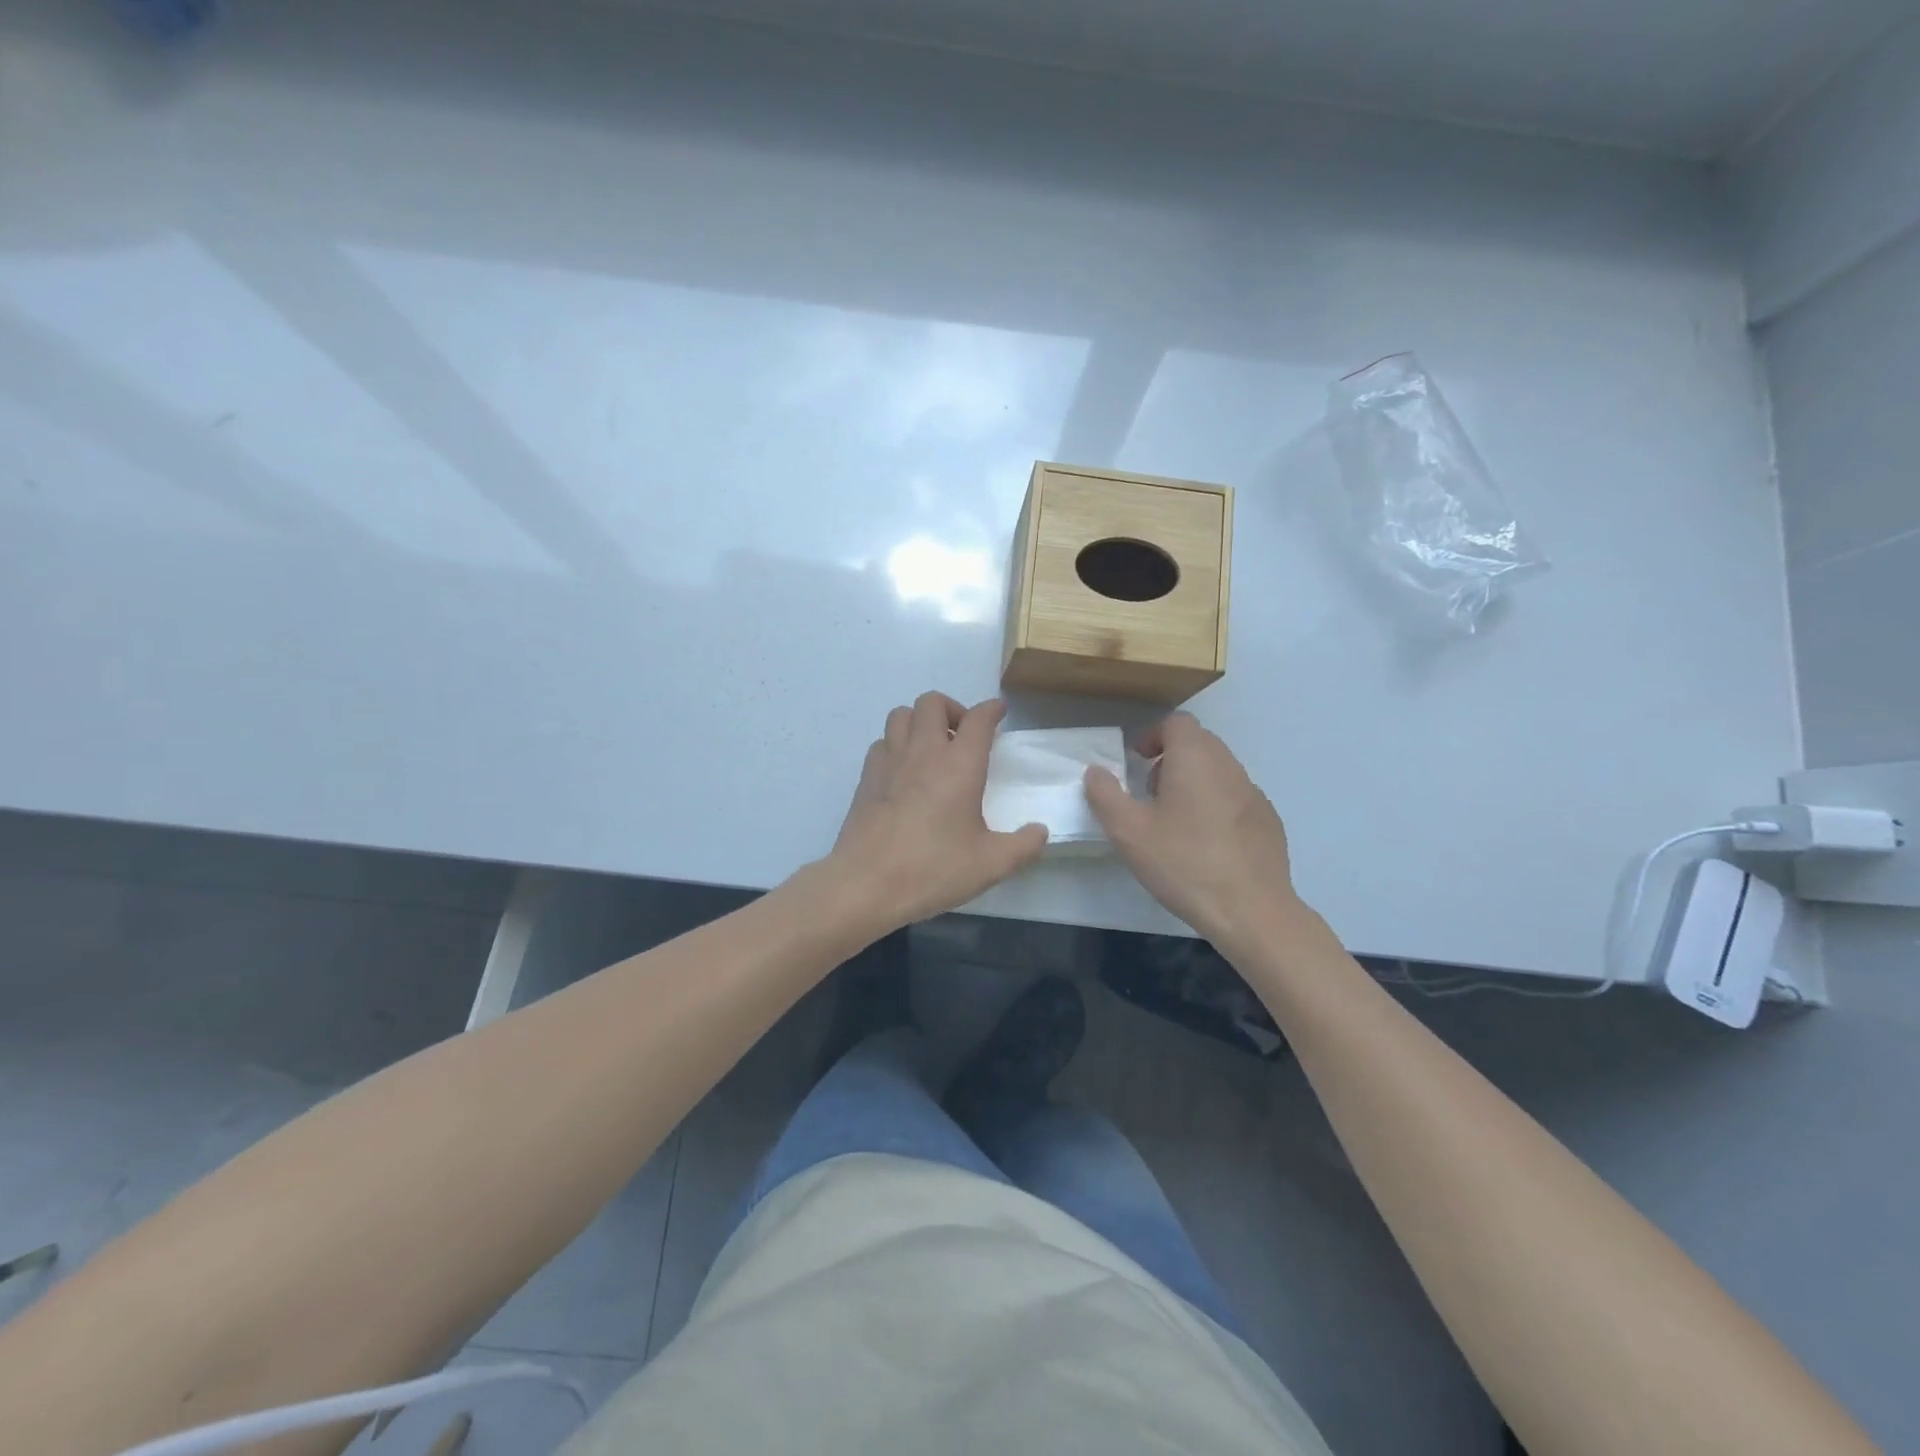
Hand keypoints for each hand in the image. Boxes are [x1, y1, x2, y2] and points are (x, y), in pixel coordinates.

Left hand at [826, 693, 1048, 931]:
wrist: (866, 884)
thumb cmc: (932, 869)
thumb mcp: (990, 865)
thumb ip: (1023, 846)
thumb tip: (1040, 831)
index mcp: (959, 765)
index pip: (978, 719)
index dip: (991, 710)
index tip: (999, 712)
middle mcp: (924, 752)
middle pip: (933, 702)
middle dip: (952, 709)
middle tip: (963, 736)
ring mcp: (890, 761)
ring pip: (902, 714)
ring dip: (920, 721)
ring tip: (932, 747)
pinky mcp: (866, 777)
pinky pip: (882, 742)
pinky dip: (896, 744)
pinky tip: (904, 771)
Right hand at [1084, 712, 1299, 944]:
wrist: (1251, 910)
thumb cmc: (1183, 863)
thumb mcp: (1128, 832)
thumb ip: (1106, 795)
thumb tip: (1096, 771)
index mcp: (1195, 759)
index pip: (1177, 723)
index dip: (1154, 736)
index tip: (1137, 762)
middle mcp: (1229, 767)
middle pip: (1199, 743)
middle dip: (1171, 758)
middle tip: (1150, 793)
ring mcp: (1254, 794)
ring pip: (1219, 771)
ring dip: (1194, 782)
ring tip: (1175, 822)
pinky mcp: (1268, 821)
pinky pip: (1236, 798)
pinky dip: (1216, 806)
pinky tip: (1206, 844)